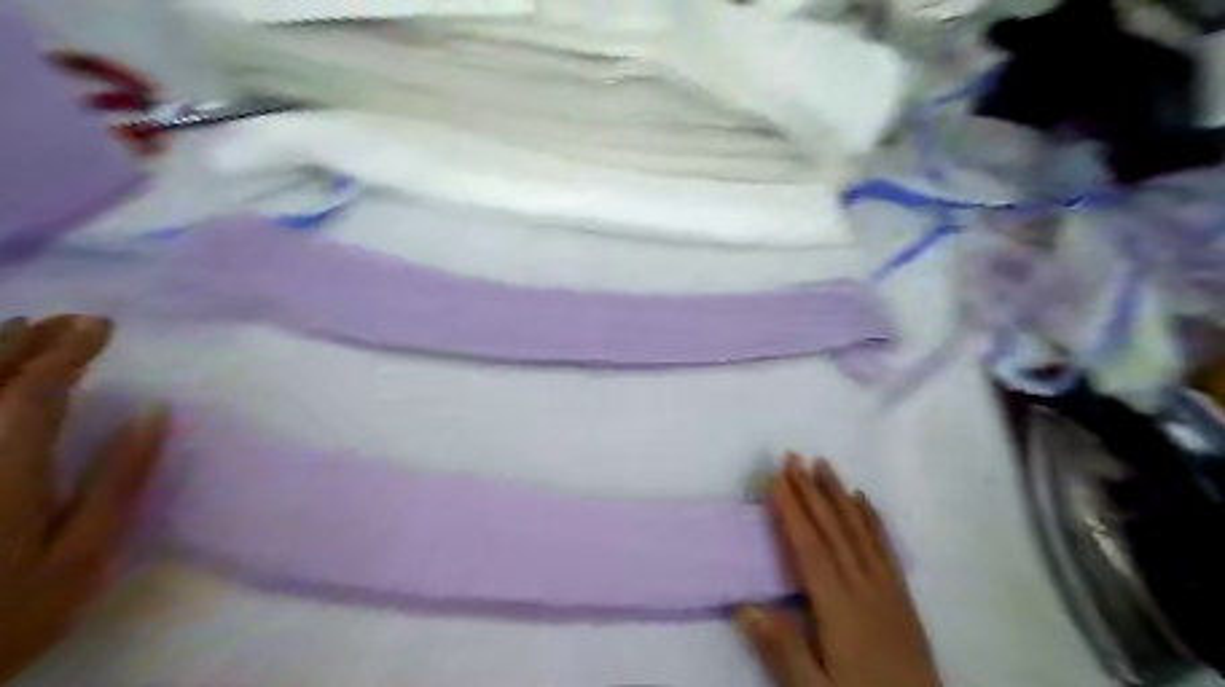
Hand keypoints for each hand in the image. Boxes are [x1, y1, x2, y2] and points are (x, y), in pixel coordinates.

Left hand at [0, 314, 169, 682]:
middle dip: (26, 342)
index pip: (34, 393)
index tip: (102, 326)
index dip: (68, 352)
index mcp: (5, 474)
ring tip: (23, 331)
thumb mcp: (81, 557)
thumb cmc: (5, 616)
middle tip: (70, 321)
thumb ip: (117, 483)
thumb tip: (155, 414)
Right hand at [732, 457, 940, 685]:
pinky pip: (885, 547)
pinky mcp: (902, 596)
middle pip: (832, 529)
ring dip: (839, 494)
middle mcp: (863, 587)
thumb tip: (744, 606)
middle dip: (810, 489)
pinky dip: (872, 519)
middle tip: (793, 456)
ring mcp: (886, 588)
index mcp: (837, 606)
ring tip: (824, 464)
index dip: (791, 509)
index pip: (808, 547)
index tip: (776, 478)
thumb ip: (781, 649)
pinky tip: (864, 501)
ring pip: (859, 530)